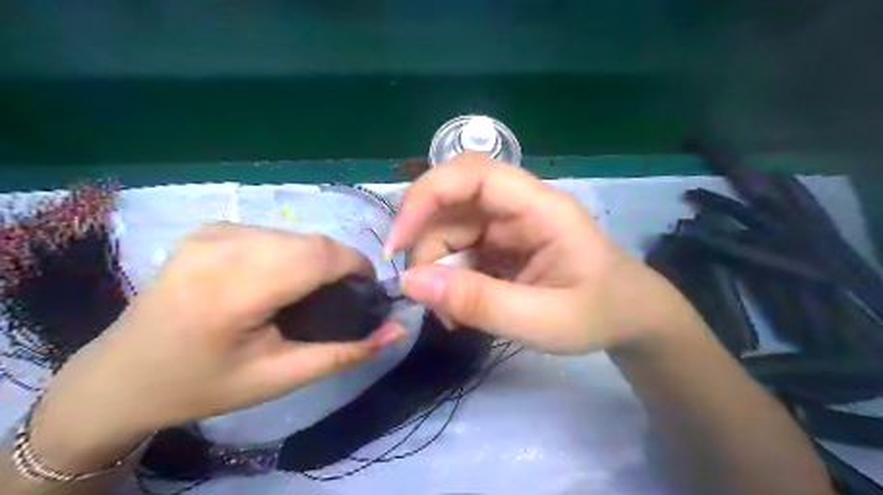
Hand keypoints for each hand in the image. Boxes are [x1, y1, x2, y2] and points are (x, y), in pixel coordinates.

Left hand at [29, 224, 401, 470]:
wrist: (122, 376)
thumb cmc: (203, 385)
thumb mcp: (280, 378)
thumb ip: (345, 352)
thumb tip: (398, 328)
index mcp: (232, 291)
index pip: (317, 256)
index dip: (355, 266)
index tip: (368, 290)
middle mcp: (220, 249)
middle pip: (309, 241)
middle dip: (339, 263)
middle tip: (343, 296)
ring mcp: (211, 232)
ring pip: (294, 232)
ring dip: (316, 256)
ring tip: (314, 289)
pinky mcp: (208, 228)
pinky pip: (273, 231)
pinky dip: (292, 250)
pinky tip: (281, 276)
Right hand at [387, 152, 688, 352]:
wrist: (629, 317)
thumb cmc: (599, 314)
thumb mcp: (542, 320)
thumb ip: (479, 302)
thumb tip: (411, 283)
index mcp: (541, 208)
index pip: (473, 174)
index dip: (426, 197)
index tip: (397, 244)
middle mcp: (520, 205)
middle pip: (453, 203)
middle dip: (427, 245)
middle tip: (425, 295)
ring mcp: (510, 223)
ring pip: (450, 228)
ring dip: (437, 268)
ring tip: (451, 315)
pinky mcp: (502, 242)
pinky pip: (461, 248)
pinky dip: (449, 277)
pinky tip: (460, 308)